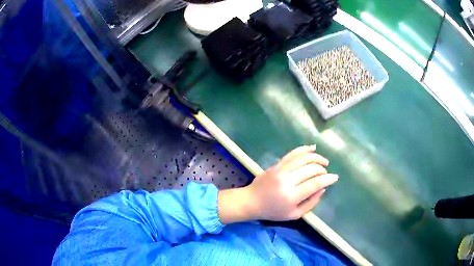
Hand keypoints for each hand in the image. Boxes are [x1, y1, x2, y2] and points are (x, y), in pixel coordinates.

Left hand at [218, 145, 337, 223]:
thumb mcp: (294, 215)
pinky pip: (292, 154)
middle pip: (311, 169)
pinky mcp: (276, 164)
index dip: (327, 179)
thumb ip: (311, 203)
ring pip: (303, 158)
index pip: (315, 183)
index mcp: (291, 196)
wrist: (251, 201)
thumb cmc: (273, 211)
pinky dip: (304, 149)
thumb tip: (323, 188)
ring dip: (316, 158)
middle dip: (323, 170)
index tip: (335, 177)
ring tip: (324, 161)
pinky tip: (313, 148)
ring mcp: (280, 170)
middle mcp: (287, 181)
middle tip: (326, 173)